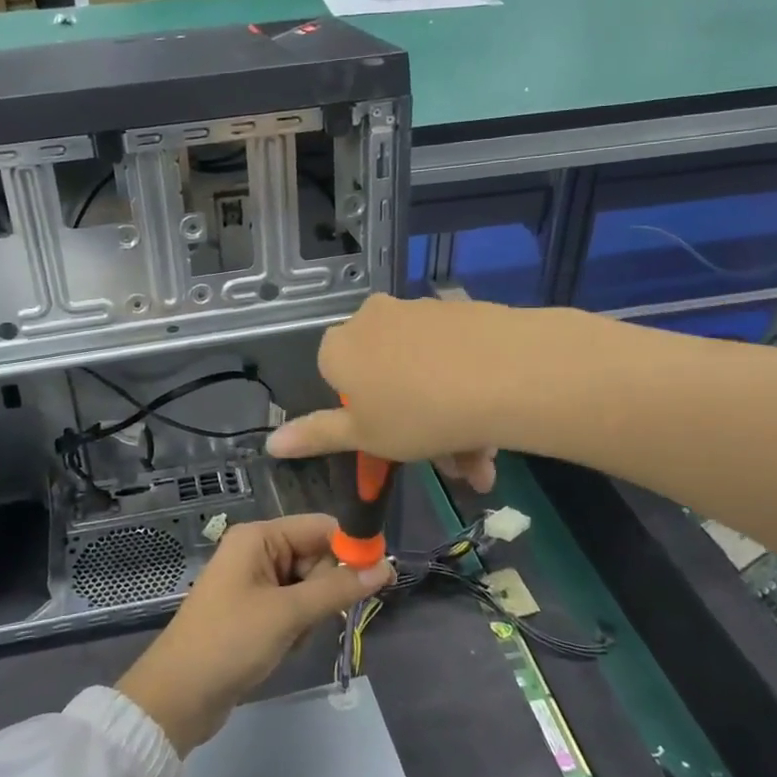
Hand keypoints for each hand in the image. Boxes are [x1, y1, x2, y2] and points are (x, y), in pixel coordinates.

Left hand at [116, 514, 393, 754]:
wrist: (179, 696)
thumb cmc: (230, 642)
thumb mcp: (288, 614)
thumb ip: (338, 589)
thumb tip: (386, 567)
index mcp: (259, 537)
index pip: (320, 527)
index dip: (351, 549)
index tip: (380, 578)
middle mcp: (257, 551)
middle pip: (316, 557)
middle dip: (325, 591)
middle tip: (311, 620)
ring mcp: (254, 582)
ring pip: (308, 587)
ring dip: (310, 615)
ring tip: (288, 638)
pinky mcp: (254, 611)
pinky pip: (293, 608)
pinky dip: (296, 628)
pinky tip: (281, 648)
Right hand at [265, 293, 523, 491]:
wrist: (505, 374)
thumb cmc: (417, 414)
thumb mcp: (363, 436)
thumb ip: (316, 436)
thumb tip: (271, 443)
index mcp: (340, 346)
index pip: (337, 377)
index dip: (362, 412)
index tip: (391, 439)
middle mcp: (373, 318)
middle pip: (385, 376)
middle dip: (414, 427)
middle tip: (449, 466)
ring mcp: (419, 310)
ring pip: (425, 371)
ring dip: (447, 419)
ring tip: (480, 462)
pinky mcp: (461, 310)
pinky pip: (454, 356)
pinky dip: (467, 389)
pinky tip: (495, 428)